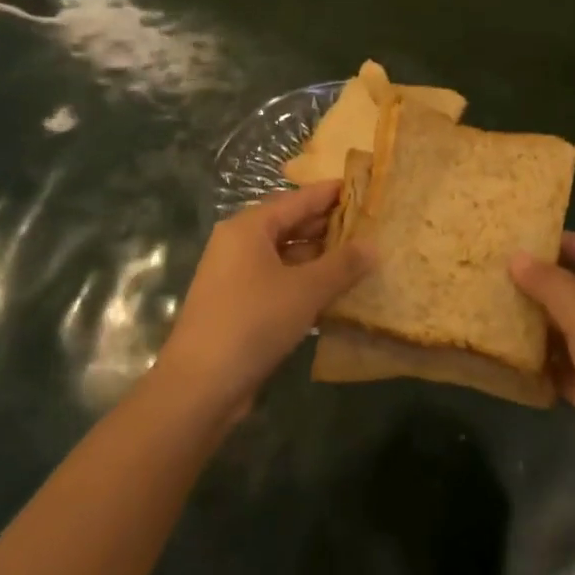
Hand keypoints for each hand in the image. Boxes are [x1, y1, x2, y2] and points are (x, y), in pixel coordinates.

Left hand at [154, 182, 371, 420]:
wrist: (200, 386)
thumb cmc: (253, 322)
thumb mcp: (306, 290)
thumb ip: (343, 265)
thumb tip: (374, 245)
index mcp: (249, 227)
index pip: (298, 199)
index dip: (330, 193)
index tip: (362, 188)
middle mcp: (239, 244)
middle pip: (290, 225)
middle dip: (328, 226)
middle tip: (369, 225)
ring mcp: (236, 276)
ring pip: (285, 256)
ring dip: (319, 257)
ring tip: (359, 258)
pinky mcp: (238, 305)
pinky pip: (278, 281)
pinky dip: (304, 282)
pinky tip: (333, 292)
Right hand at [510, 234, 574, 497]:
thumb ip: (551, 285)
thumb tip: (516, 256)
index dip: (565, 242)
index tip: (523, 239)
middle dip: (545, 283)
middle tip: (499, 272)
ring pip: (571, 327)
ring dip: (539, 320)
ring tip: (496, 305)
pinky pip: (565, 363)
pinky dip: (542, 358)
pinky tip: (508, 350)